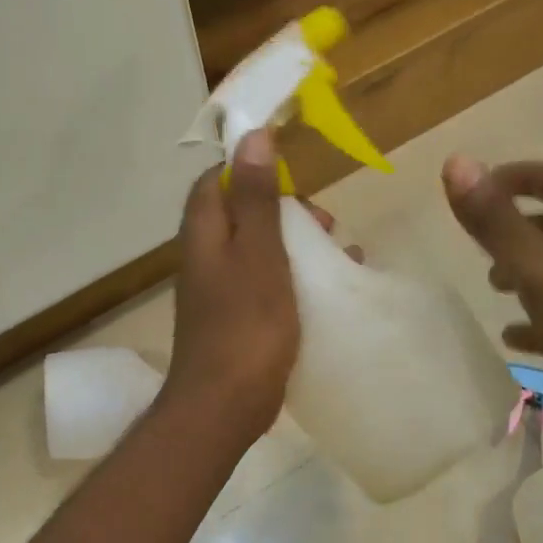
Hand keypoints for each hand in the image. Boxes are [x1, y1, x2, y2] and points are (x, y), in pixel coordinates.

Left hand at [166, 131, 300, 447]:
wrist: (224, 406)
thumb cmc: (246, 327)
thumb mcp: (259, 254)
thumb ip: (256, 199)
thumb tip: (253, 137)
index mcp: (204, 235)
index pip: (217, 181)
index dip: (252, 169)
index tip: (294, 175)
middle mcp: (205, 259)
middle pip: (241, 215)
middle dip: (285, 211)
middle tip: (325, 222)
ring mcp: (219, 294)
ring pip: (257, 252)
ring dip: (295, 246)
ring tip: (338, 253)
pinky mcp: (236, 323)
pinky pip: (265, 286)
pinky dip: (293, 280)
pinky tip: (325, 293)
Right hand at [442, 156, 542, 469]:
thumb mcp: (539, 270)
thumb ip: (497, 222)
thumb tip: (456, 162)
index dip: (524, 176)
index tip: (482, 188)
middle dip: (520, 228)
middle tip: (482, 245)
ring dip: (526, 273)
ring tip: (492, 287)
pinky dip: (536, 320)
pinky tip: (512, 337)